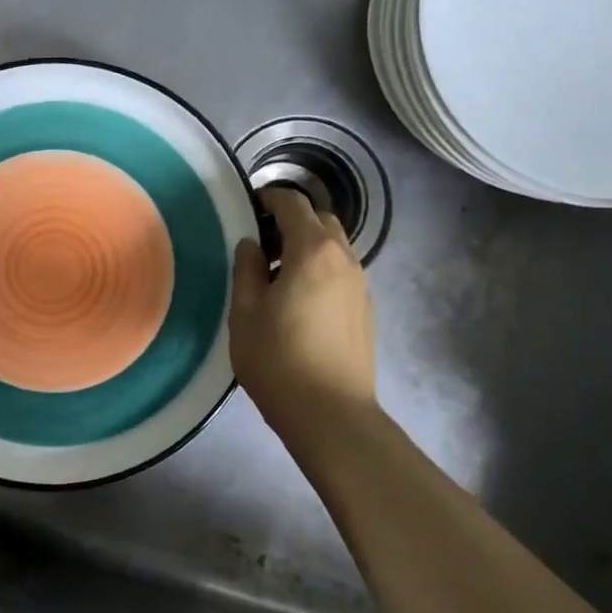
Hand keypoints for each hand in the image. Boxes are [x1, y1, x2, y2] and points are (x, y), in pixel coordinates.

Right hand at [230, 188, 376, 439]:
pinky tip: (300, 299)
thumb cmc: (278, 359)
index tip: (249, 207)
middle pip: (320, 220)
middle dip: (292, 220)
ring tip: (278, 274)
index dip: (269, 198)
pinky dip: (321, 268)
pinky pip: (342, 271)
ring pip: (335, 246)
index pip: (293, 204)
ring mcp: (360, 284)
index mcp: (312, 251)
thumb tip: (251, 244)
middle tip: (261, 243)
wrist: (331, 413)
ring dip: (308, 246)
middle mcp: (344, 258)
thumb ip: (246, 269)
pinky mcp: (365, 309)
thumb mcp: (245, 313)